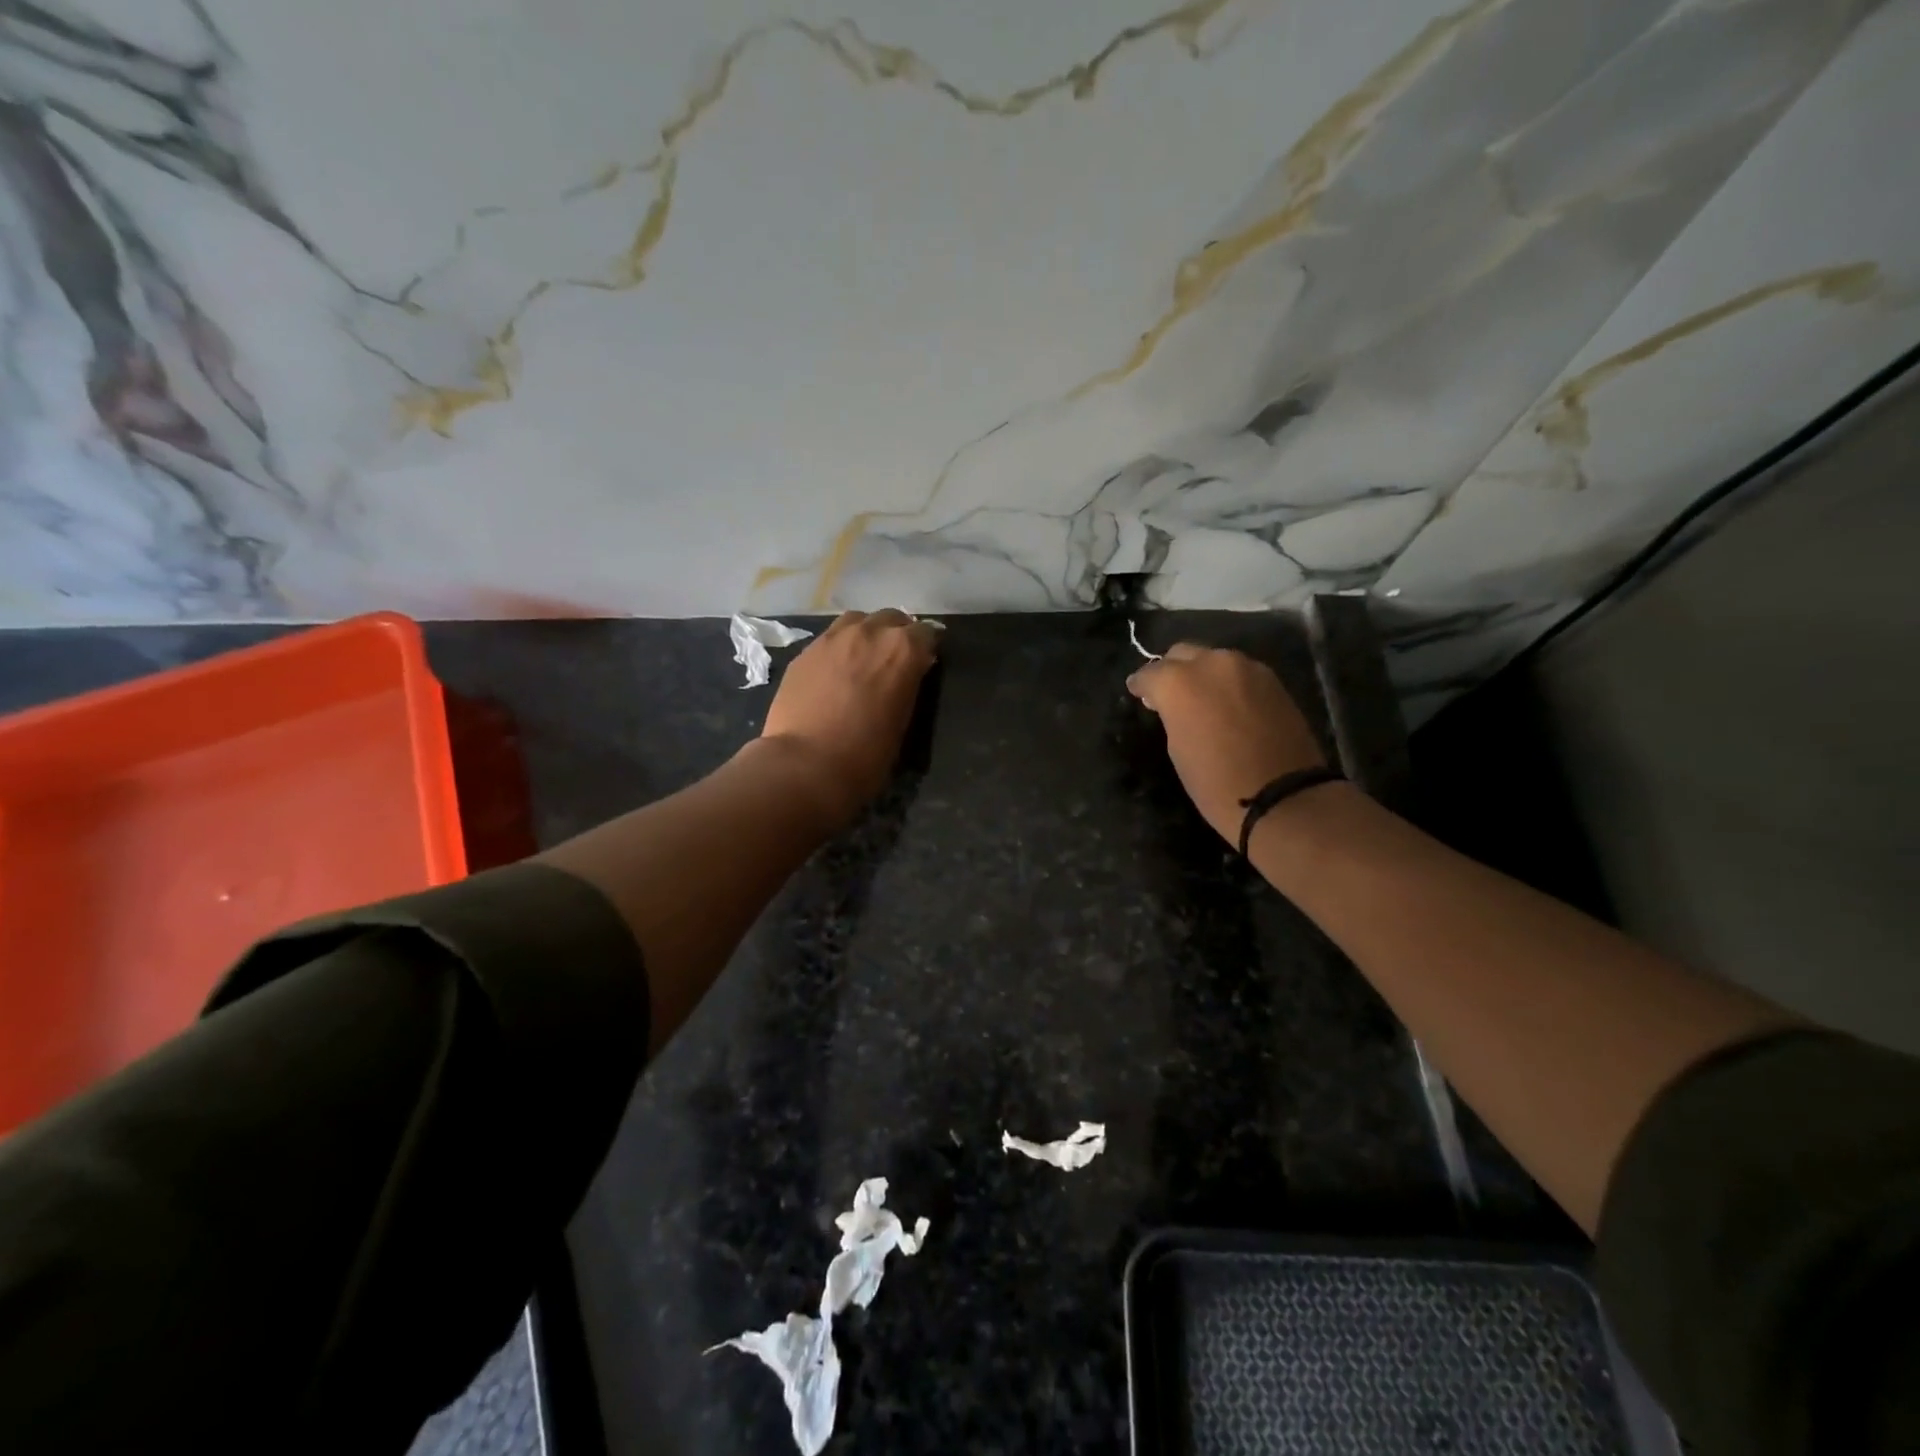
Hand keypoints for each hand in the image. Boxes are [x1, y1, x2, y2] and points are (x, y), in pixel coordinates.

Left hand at [758, 609, 939, 827]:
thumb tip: (906, 676)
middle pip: (891, 619)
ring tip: (863, 657)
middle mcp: (870, 632)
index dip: (926, 647)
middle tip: (894, 659)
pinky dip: (839, 648)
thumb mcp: (903, 720)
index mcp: (903, 649)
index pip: (925, 633)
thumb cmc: (866, 755)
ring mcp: (832, 638)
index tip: (924, 662)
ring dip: (866, 633)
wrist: (806, 765)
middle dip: (896, 634)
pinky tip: (835, 671)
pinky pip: (829, 639)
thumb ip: (907, 686)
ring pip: (857, 621)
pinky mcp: (805, 651)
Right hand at [1127, 644, 1326, 842]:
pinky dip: (1230, 684)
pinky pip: (1240, 673)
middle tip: (1171, 695)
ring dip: (1204, 675)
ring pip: (1214, 660)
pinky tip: (1229, 705)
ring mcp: (1246, 668)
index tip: (1139, 694)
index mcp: (1178, 682)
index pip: (1149, 673)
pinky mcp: (1273, 679)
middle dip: (1173, 671)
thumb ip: (1172, 714)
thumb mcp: (1177, 748)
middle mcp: (1211, 664)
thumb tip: (1173, 703)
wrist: (1283, 796)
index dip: (1142, 685)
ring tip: (1204, 701)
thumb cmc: (1215, 782)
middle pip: (1183, 654)